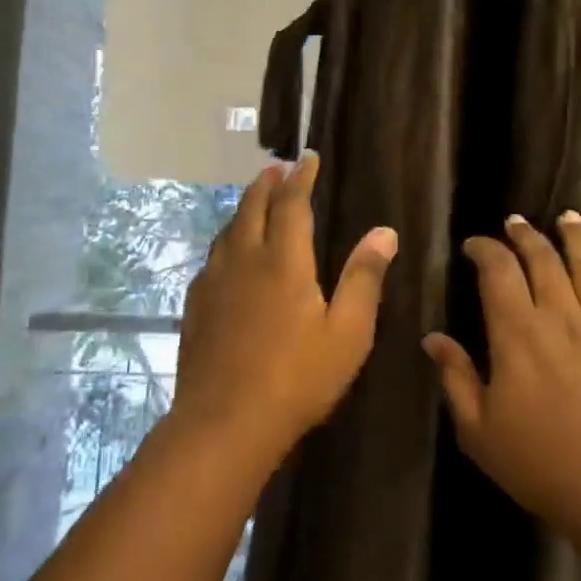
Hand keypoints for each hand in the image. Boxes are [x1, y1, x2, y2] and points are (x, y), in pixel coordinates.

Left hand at [171, 153, 397, 468]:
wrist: (225, 422)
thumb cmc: (297, 378)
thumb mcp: (348, 332)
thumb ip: (364, 278)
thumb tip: (384, 231)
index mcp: (284, 261)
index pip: (292, 204)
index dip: (301, 178)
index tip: (307, 158)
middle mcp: (245, 259)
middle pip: (252, 207)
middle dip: (266, 184)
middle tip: (276, 168)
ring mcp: (215, 282)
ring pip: (229, 230)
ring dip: (244, 208)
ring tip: (254, 200)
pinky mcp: (196, 305)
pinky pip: (213, 257)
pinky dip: (226, 240)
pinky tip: (228, 253)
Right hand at [423, 212, 580, 577]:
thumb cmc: (542, 467)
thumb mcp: (479, 432)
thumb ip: (456, 378)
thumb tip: (433, 338)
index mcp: (518, 335)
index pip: (498, 272)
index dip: (485, 249)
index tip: (475, 245)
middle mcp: (562, 317)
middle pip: (543, 260)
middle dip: (526, 235)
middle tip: (516, 222)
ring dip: (577, 237)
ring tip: (568, 217)